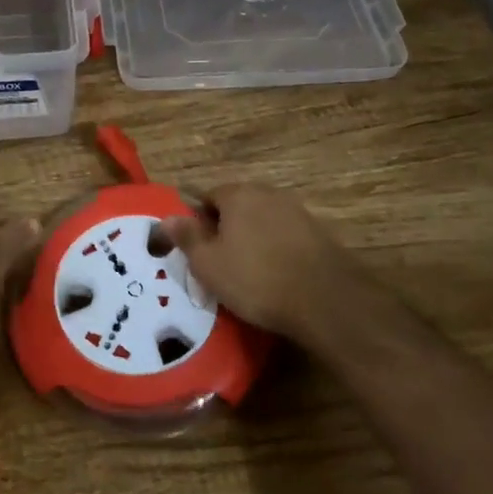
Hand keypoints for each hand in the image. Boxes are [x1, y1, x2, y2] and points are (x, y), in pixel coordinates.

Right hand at [159, 184, 386, 347]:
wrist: (325, 300)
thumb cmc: (256, 278)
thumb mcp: (208, 264)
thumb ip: (187, 237)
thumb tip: (167, 218)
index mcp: (238, 194)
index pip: (208, 197)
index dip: (199, 223)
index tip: (198, 251)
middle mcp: (268, 194)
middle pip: (237, 207)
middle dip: (227, 230)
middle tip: (220, 264)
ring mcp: (298, 212)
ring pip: (263, 222)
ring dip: (253, 241)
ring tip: (248, 275)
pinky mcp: (319, 234)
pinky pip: (286, 238)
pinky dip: (277, 252)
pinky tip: (276, 278)